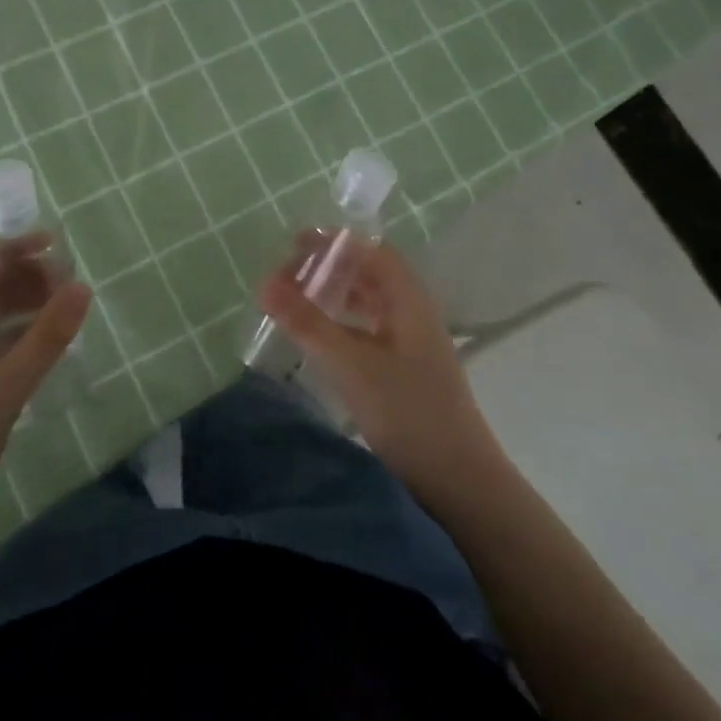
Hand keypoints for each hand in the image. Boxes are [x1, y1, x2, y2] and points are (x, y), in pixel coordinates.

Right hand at [259, 235, 502, 496]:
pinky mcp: (405, 368)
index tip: (293, 244)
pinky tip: (318, 339)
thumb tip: (263, 283)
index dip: (334, 242)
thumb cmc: (407, 410)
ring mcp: (411, 341)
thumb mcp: (350, 363)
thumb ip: (306, 322)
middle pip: (369, 273)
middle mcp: (412, 311)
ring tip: (294, 302)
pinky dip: (341, 324)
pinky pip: (368, 330)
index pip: (371, 250)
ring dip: (334, 296)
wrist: (457, 479)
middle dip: (328, 268)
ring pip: (368, 303)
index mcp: (408, 298)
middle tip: (286, 276)